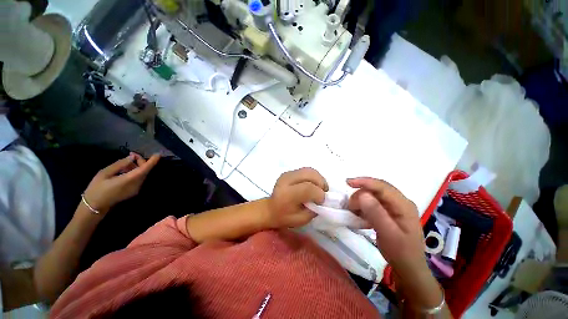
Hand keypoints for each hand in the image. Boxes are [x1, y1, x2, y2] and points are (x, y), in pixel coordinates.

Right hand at [82, 153, 159, 214]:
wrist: (94, 207)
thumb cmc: (96, 189)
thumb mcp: (104, 173)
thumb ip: (120, 164)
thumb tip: (132, 157)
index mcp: (129, 180)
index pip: (145, 169)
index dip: (152, 161)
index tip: (158, 154)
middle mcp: (137, 184)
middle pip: (145, 170)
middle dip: (141, 161)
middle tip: (132, 154)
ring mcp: (136, 189)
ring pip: (142, 174)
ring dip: (138, 166)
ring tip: (126, 161)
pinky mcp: (134, 191)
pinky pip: (139, 179)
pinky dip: (135, 172)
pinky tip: (125, 169)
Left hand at [266, 168, 328, 227]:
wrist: (270, 208)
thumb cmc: (284, 217)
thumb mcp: (301, 219)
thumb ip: (314, 210)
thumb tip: (323, 199)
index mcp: (287, 194)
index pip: (307, 188)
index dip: (319, 194)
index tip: (322, 201)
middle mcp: (286, 180)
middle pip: (309, 174)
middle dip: (321, 183)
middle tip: (324, 193)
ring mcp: (287, 174)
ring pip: (309, 170)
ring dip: (318, 179)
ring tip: (320, 188)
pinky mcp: (289, 172)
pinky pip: (305, 170)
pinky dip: (313, 177)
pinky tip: (313, 185)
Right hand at [347, 177, 425, 272]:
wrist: (408, 267)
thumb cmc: (401, 252)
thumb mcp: (388, 234)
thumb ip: (376, 213)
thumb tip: (362, 195)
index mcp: (403, 205)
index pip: (382, 186)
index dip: (364, 182)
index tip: (347, 183)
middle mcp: (400, 202)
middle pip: (376, 189)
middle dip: (360, 194)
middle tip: (350, 207)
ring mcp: (395, 206)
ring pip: (373, 195)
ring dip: (361, 201)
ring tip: (354, 212)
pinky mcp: (389, 211)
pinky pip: (373, 203)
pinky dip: (363, 207)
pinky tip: (360, 215)